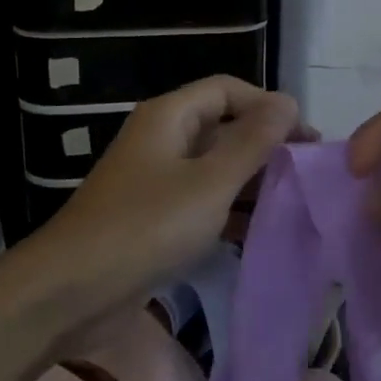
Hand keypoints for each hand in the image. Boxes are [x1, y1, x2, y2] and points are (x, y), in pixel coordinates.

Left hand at [34, 76, 304, 318]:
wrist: (73, 290)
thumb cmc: (147, 226)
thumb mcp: (210, 182)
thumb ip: (252, 142)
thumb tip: (287, 101)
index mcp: (170, 116)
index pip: (228, 89)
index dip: (268, 106)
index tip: (306, 138)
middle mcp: (162, 140)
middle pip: (222, 127)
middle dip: (265, 146)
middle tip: (307, 174)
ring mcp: (155, 181)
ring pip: (213, 168)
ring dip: (250, 182)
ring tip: (294, 203)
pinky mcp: (154, 218)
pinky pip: (200, 202)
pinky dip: (228, 211)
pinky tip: (259, 232)